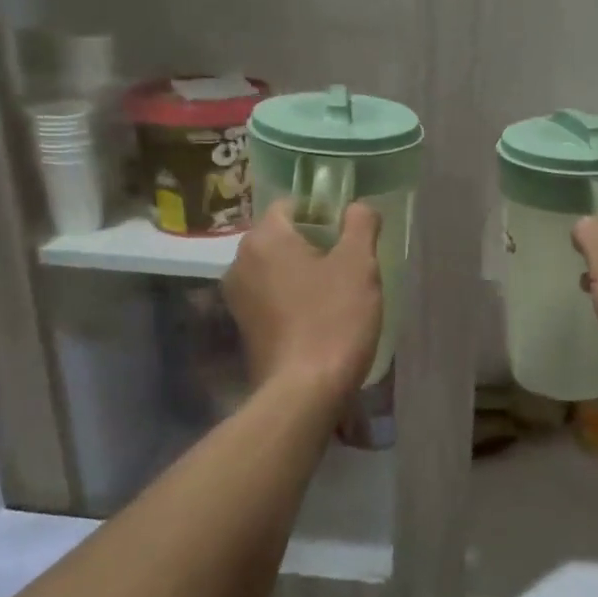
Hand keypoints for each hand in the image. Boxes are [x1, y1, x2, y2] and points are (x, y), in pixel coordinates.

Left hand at [223, 200, 382, 401]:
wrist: (304, 391)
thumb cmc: (333, 318)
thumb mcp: (359, 264)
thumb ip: (360, 224)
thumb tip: (358, 206)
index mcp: (264, 239)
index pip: (291, 205)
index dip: (323, 212)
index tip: (349, 234)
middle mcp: (240, 262)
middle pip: (281, 236)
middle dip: (314, 243)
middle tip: (349, 263)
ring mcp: (237, 298)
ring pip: (276, 268)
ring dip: (303, 272)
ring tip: (337, 291)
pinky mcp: (243, 328)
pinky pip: (271, 297)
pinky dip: (292, 298)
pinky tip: (319, 316)